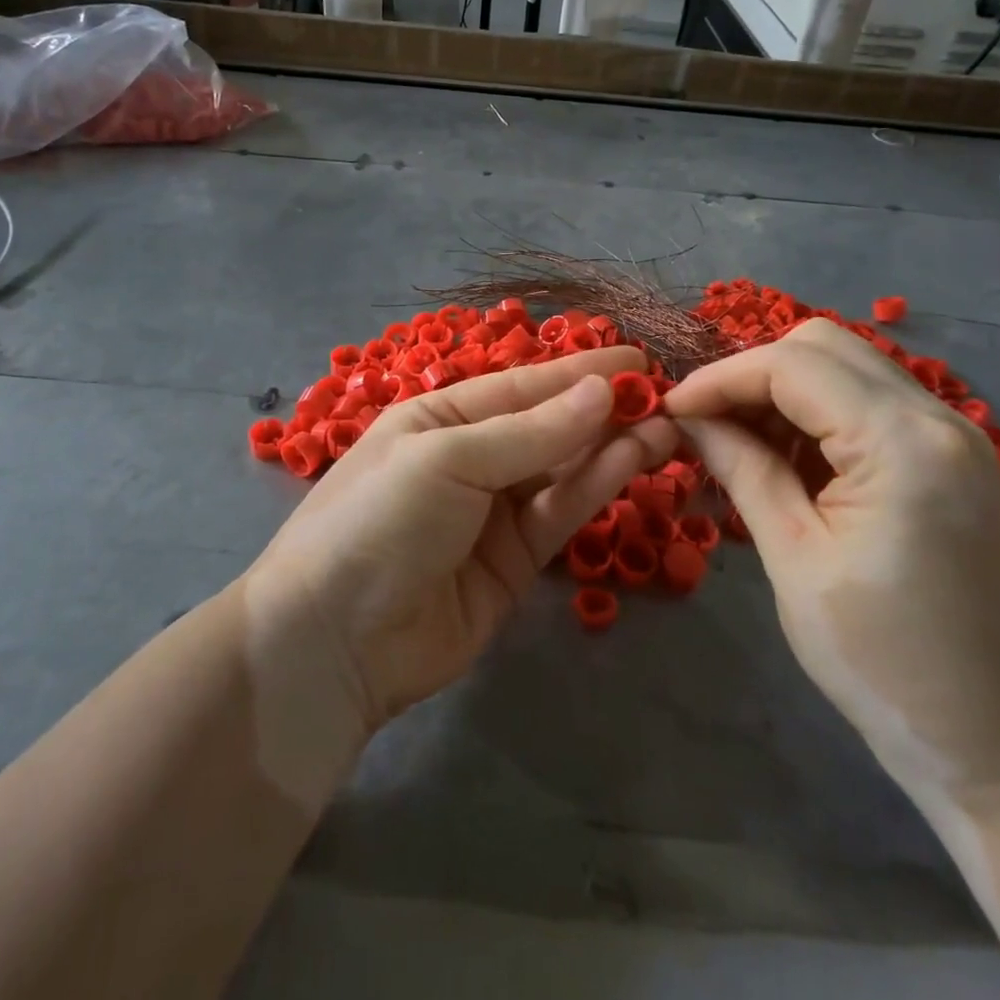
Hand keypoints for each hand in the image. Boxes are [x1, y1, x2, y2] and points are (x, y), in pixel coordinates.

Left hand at [244, 347, 676, 738]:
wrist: (333, 641)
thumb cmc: (379, 520)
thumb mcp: (448, 460)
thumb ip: (530, 432)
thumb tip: (601, 391)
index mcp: (439, 417)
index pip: (520, 385)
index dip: (577, 371)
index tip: (635, 358)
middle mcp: (469, 457)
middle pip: (546, 426)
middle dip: (601, 409)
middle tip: (665, 395)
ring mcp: (493, 511)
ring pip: (562, 469)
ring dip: (610, 447)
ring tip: (666, 426)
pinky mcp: (514, 562)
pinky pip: (560, 513)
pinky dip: (595, 487)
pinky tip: (633, 461)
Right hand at [665, 321, 999, 800]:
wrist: (987, 736)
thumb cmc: (878, 656)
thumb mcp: (792, 555)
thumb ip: (741, 466)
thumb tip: (688, 416)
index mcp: (903, 443)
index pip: (792, 365)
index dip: (720, 378)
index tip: (670, 409)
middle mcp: (937, 417)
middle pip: (822, 347)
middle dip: (751, 374)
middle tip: (705, 423)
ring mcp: (950, 434)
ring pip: (843, 367)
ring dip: (780, 390)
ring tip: (735, 441)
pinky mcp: (946, 456)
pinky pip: (865, 401)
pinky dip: (813, 413)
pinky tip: (782, 456)